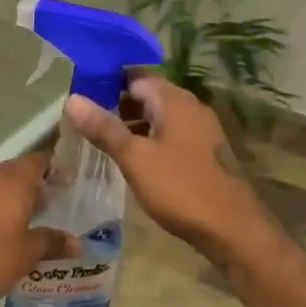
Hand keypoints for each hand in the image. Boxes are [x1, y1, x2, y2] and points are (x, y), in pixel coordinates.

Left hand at [0, 154, 77, 306]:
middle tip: (43, 205)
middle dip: (27, 186)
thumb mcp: (26, 255)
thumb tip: (77, 243)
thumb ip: (51, 243)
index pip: (37, 161)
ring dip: (1, 199)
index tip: (64, 180)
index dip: (52, 167)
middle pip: (11, 172)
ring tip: (14, 222)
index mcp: (11, 182)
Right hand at [64, 76, 279, 265]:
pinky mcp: (206, 152)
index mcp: (175, 101)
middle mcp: (192, 107)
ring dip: (135, 124)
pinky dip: (151, 139)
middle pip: (149, 95)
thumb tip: (73, 98)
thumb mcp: (135, 158)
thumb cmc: (180, 188)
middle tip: (87, 120)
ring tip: (104, 140)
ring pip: (161, 116)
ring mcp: (202, 130)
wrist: (232, 228)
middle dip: (119, 105)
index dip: (108, 84)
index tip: (81, 95)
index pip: (136, 77)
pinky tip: (134, 158)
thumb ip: (104, 128)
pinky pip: (172, 134)